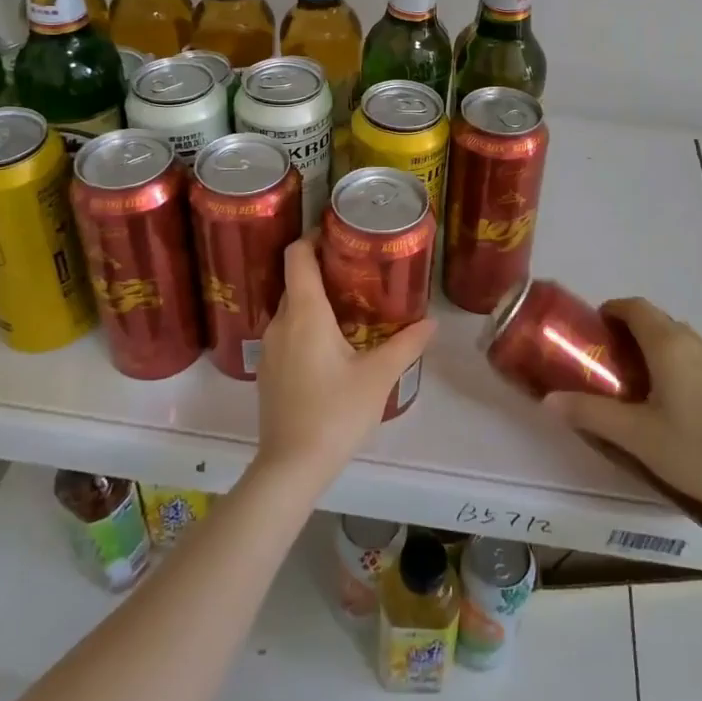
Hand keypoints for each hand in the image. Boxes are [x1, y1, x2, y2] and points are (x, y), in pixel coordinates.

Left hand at [255, 235, 434, 485]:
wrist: (291, 467)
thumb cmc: (336, 412)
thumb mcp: (378, 376)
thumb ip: (406, 345)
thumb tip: (432, 323)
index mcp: (305, 313)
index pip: (296, 255)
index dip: (312, 237)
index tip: (338, 234)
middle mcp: (281, 322)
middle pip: (296, 280)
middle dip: (323, 268)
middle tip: (358, 269)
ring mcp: (271, 348)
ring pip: (292, 307)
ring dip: (316, 298)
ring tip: (352, 304)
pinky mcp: (269, 371)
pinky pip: (288, 331)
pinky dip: (307, 324)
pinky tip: (333, 343)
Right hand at [546, 298, 701, 516]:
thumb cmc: (695, 448)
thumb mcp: (635, 435)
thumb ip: (590, 414)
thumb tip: (549, 401)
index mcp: (667, 344)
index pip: (635, 307)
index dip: (611, 310)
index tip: (593, 330)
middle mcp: (692, 343)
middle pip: (655, 319)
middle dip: (628, 329)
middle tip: (607, 358)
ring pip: (676, 338)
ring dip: (652, 345)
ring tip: (634, 379)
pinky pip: (692, 356)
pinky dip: (672, 361)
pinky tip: (669, 400)